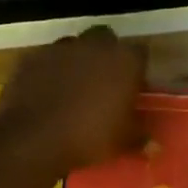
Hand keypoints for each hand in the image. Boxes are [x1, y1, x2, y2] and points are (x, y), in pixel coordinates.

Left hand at [0, 26, 148, 174]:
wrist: (32, 139)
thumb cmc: (89, 136)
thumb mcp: (122, 142)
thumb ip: (140, 138)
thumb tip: (155, 148)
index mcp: (124, 60)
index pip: (139, 53)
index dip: (137, 69)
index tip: (134, 87)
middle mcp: (94, 45)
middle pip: (106, 39)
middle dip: (106, 55)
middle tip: (105, 82)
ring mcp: (60, 49)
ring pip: (74, 46)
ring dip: (77, 60)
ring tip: (74, 87)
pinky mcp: (32, 58)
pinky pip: (47, 59)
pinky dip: (50, 71)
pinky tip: (47, 92)